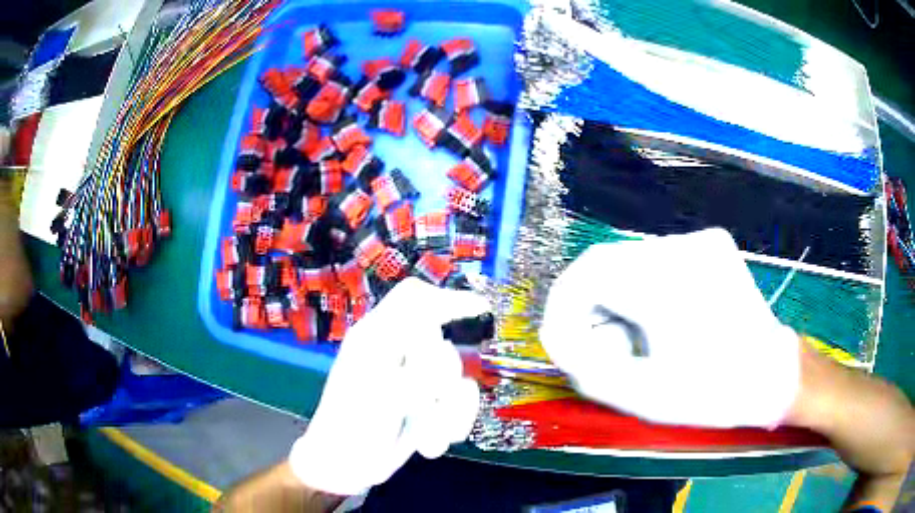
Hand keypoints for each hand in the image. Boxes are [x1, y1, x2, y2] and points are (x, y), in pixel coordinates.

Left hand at [288, 278, 488, 496]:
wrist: (346, 464)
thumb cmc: (350, 424)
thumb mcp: (379, 390)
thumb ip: (418, 367)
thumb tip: (450, 346)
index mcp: (377, 335)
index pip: (415, 299)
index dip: (448, 298)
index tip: (481, 309)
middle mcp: (399, 352)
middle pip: (444, 345)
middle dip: (442, 379)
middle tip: (421, 401)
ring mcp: (415, 380)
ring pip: (457, 379)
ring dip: (449, 412)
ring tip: (429, 434)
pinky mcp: (427, 403)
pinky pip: (460, 402)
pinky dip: (453, 423)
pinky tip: (432, 443)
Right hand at [539, 229, 799, 428]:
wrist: (774, 373)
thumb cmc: (715, 392)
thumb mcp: (644, 396)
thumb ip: (587, 368)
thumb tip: (558, 337)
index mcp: (671, 283)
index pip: (589, 272)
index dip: (563, 305)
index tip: (562, 340)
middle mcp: (685, 248)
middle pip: (607, 264)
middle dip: (591, 309)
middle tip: (602, 350)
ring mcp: (701, 241)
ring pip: (629, 261)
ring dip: (617, 301)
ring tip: (637, 340)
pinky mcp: (710, 245)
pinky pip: (655, 261)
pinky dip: (642, 291)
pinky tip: (662, 321)